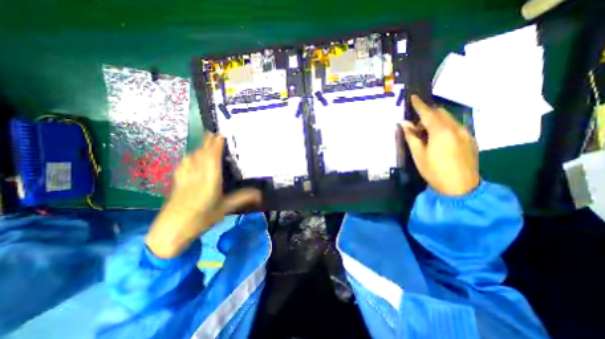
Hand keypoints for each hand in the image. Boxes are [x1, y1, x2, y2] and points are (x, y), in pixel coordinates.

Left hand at [146, 133, 262, 258]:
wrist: (171, 231)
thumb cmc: (201, 220)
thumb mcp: (225, 209)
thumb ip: (242, 198)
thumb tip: (261, 194)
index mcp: (209, 181)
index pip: (212, 157)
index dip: (216, 144)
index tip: (221, 133)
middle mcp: (196, 175)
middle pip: (202, 154)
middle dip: (208, 142)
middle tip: (216, 133)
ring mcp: (185, 177)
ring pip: (192, 157)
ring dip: (200, 147)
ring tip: (207, 141)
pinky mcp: (177, 181)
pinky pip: (184, 163)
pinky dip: (190, 156)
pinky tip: (192, 156)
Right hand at [401, 94, 479, 196]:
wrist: (460, 187)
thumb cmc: (434, 171)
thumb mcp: (418, 154)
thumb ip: (411, 136)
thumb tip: (404, 124)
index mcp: (441, 132)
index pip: (428, 113)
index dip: (419, 105)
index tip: (413, 97)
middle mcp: (456, 128)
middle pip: (440, 113)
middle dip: (427, 114)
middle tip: (415, 126)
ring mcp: (465, 133)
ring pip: (448, 119)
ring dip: (435, 121)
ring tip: (425, 134)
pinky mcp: (470, 139)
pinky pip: (455, 126)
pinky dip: (444, 127)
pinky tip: (438, 139)